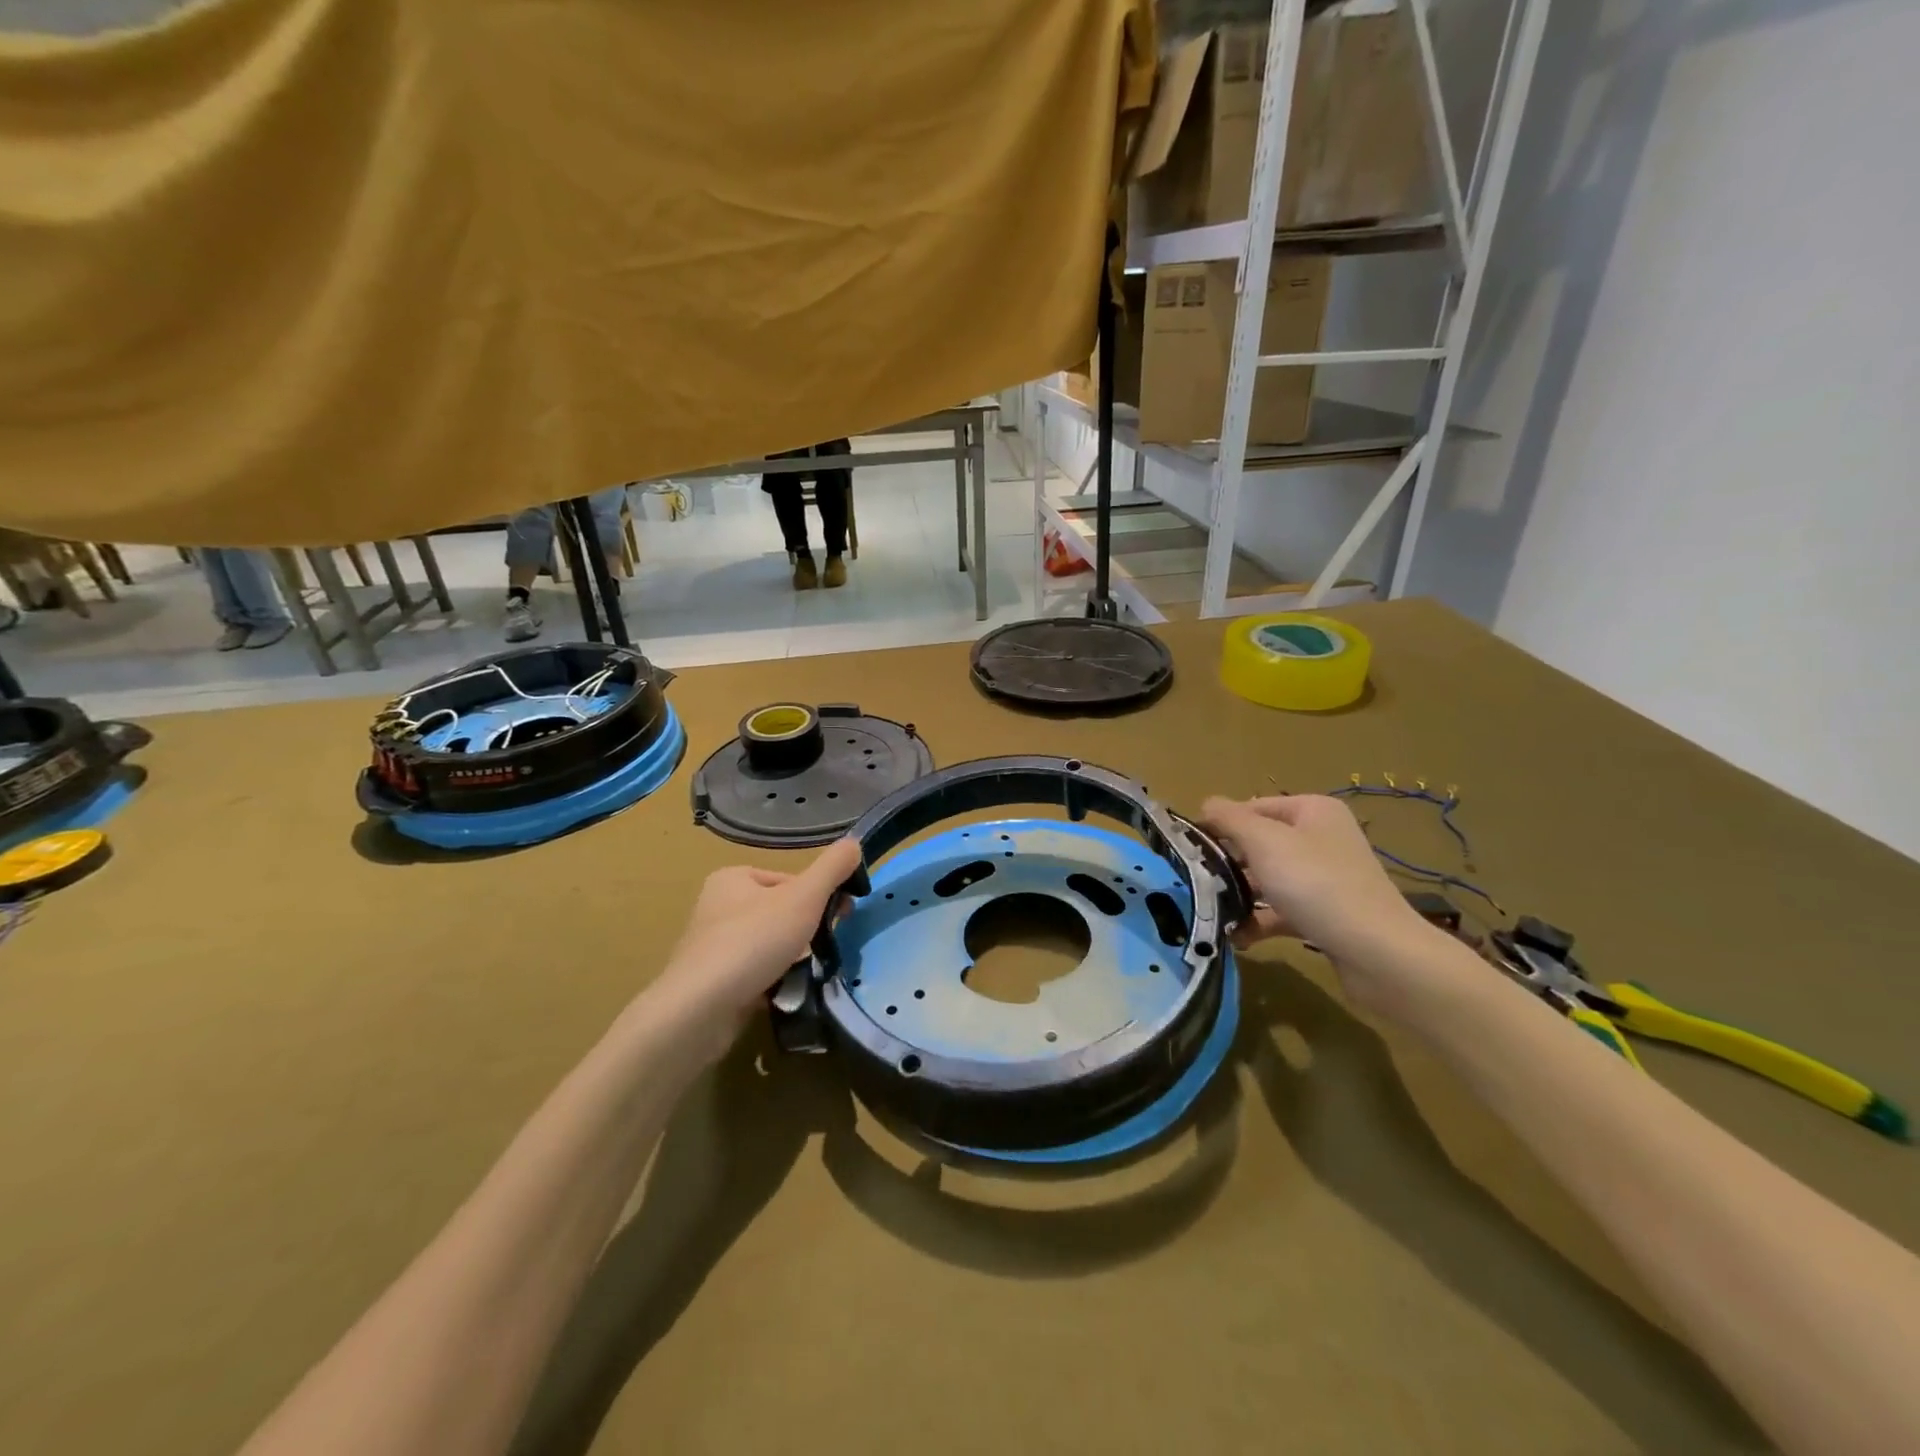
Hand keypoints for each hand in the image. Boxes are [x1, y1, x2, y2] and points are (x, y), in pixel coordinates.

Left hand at [651, 839, 863, 1034]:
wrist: (699, 1010)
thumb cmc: (753, 941)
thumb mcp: (804, 897)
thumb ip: (832, 868)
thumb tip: (855, 843)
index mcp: (733, 877)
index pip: (790, 881)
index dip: (818, 898)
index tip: (838, 918)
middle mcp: (717, 906)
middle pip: (781, 912)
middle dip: (805, 930)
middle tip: (823, 947)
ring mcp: (712, 946)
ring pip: (770, 944)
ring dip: (792, 958)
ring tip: (803, 974)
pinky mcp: (712, 982)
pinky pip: (755, 973)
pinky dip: (773, 981)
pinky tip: (784, 993)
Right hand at [1201, 795, 1435, 1009]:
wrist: (1377, 952)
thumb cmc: (1316, 884)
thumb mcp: (1265, 842)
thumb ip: (1231, 819)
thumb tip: (1207, 802)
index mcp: (1312, 811)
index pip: (1252, 807)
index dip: (1219, 824)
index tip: (1187, 847)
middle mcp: (1320, 838)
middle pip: (1259, 843)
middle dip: (1226, 862)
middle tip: (1194, 880)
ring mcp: (1325, 878)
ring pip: (1268, 879)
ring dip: (1239, 894)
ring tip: (1209, 910)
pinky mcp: (1325, 914)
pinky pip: (1281, 910)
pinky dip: (1258, 920)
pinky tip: (1235, 936)